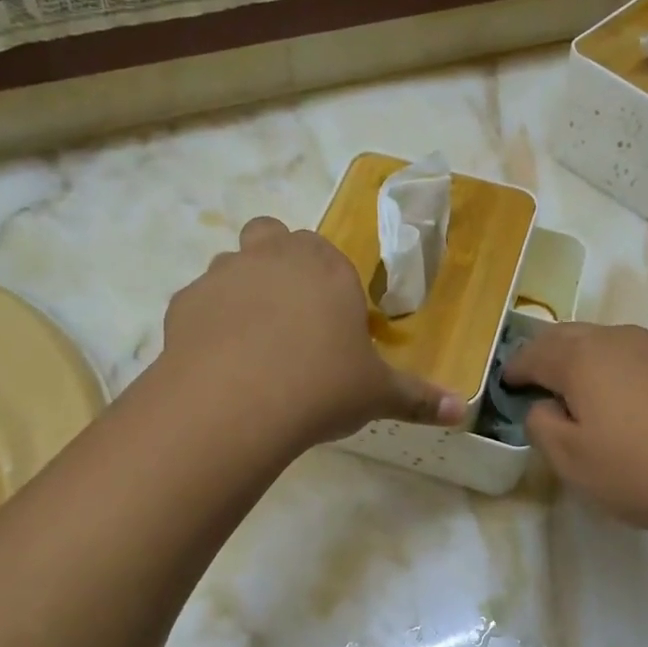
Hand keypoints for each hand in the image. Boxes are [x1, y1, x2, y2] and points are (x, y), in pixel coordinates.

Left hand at [161, 216, 465, 449]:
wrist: (238, 402)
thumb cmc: (321, 386)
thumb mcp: (377, 394)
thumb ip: (419, 398)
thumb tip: (463, 411)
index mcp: (326, 267)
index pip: (324, 251)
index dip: (326, 278)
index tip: (329, 318)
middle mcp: (274, 257)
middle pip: (272, 235)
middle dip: (279, 262)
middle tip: (289, 314)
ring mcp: (224, 274)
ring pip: (231, 263)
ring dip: (242, 287)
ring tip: (250, 340)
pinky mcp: (184, 302)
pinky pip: (198, 301)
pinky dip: (208, 320)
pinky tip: (217, 359)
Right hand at [503, 322, 647, 537]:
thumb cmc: (644, 469)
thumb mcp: (574, 462)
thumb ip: (542, 426)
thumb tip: (543, 406)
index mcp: (581, 358)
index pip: (533, 353)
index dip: (515, 369)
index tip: (507, 384)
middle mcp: (616, 339)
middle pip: (568, 336)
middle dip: (545, 354)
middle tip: (536, 380)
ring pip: (605, 341)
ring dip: (583, 358)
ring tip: (580, 388)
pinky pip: (636, 354)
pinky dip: (617, 367)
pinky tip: (628, 397)